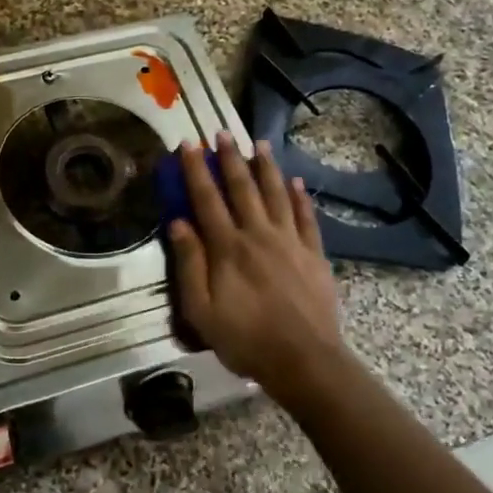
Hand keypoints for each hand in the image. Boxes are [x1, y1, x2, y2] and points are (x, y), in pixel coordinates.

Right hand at [165, 134, 345, 398]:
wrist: (303, 360)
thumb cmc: (245, 339)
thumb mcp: (201, 310)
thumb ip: (190, 265)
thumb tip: (179, 224)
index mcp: (228, 248)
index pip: (207, 199)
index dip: (196, 170)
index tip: (188, 144)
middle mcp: (258, 235)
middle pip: (242, 188)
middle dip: (229, 159)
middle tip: (222, 133)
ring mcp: (290, 242)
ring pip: (276, 194)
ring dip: (265, 168)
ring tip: (258, 144)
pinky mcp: (314, 254)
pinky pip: (306, 217)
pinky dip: (299, 197)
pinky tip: (295, 182)